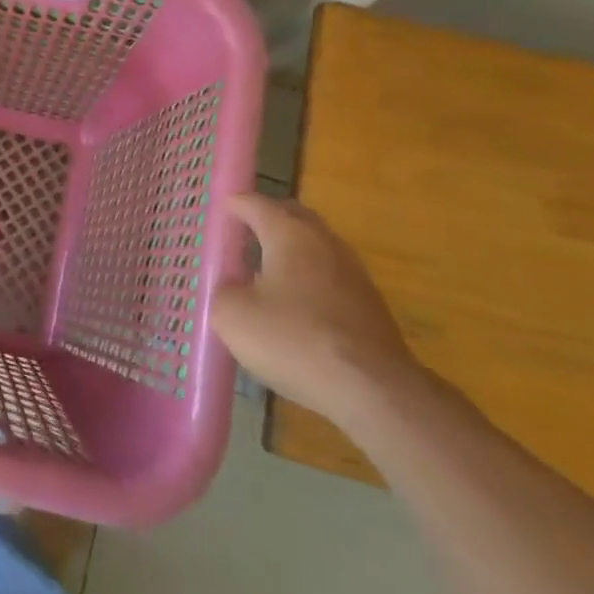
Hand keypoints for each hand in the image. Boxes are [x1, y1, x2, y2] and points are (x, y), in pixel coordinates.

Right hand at [211, 193, 429, 428]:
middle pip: (292, 216)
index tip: (219, 209)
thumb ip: (223, 291)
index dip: (234, 204)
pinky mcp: (369, 305)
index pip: (256, 203)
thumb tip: (232, 288)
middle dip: (267, 218)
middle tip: (243, 231)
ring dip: (291, 250)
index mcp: (289, 233)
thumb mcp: (233, 316)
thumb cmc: (294, 339)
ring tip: (265, 268)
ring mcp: (352, 273)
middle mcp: (324, 242)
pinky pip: (329, 277)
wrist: (374, 390)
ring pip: (315, 247)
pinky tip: (295, 305)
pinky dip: (309, 279)